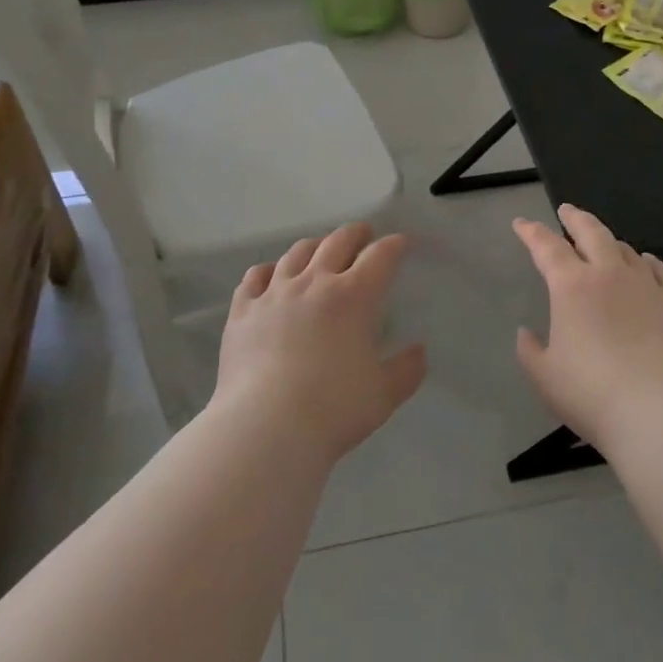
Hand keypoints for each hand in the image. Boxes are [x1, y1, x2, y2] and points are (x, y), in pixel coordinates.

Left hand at [212, 223, 426, 461]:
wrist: (265, 427)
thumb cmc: (333, 409)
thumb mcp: (384, 395)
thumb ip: (406, 370)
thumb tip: (419, 351)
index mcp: (354, 296)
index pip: (380, 256)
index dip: (394, 245)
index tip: (401, 243)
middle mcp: (314, 282)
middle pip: (337, 242)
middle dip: (355, 234)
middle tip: (363, 234)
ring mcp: (275, 293)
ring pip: (297, 253)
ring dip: (314, 245)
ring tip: (320, 248)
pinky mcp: (243, 310)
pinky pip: (256, 277)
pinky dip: (269, 271)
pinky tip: (271, 276)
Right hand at [512, 204, 662, 450]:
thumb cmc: (593, 394)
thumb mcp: (545, 377)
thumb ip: (530, 351)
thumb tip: (525, 333)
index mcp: (571, 286)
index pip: (546, 247)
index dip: (531, 232)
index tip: (521, 223)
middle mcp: (609, 274)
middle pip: (591, 232)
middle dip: (575, 218)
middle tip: (566, 210)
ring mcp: (646, 286)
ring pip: (625, 249)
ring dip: (609, 241)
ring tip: (603, 242)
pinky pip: (660, 270)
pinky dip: (647, 261)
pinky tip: (646, 263)